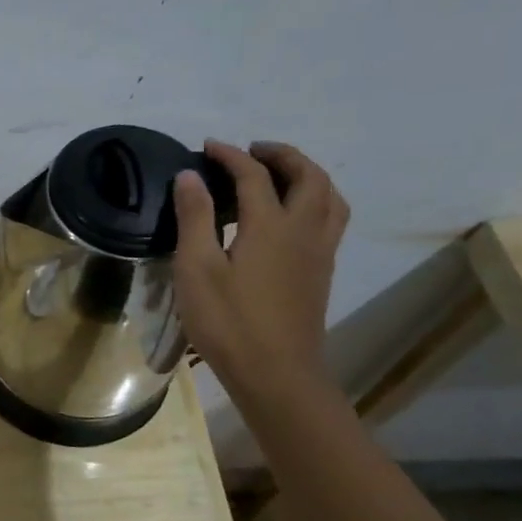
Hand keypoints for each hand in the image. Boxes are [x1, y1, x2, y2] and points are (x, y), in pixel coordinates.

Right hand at [173, 140, 349, 402]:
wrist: (276, 374)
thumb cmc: (229, 322)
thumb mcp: (197, 268)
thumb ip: (194, 217)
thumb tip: (190, 176)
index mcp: (271, 225)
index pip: (254, 175)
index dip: (231, 155)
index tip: (208, 146)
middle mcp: (304, 230)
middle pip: (308, 176)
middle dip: (282, 155)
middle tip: (252, 151)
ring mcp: (320, 252)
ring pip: (329, 197)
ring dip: (307, 175)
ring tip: (280, 175)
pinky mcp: (322, 273)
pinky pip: (331, 219)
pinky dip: (315, 200)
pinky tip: (293, 216)